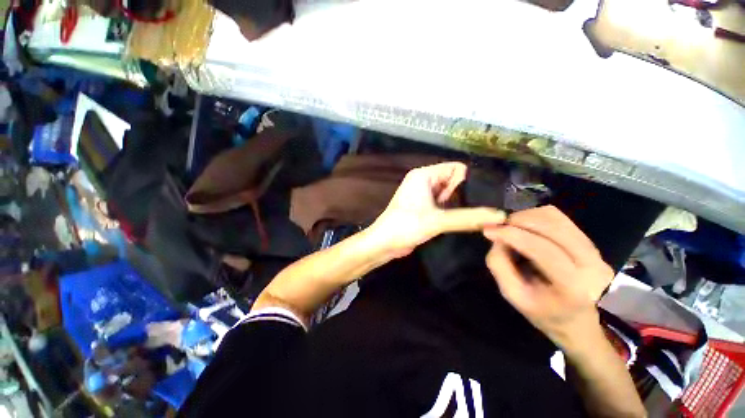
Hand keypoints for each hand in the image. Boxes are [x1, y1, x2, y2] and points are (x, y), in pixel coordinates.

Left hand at [365, 162, 506, 258]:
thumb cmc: (406, 226)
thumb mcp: (437, 220)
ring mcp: (423, 194)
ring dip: (459, 203)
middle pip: (453, 181)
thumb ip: (468, 217)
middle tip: (484, 209)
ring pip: (449, 193)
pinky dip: (452, 210)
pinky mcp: (423, 207)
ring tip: (477, 216)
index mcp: (423, 175)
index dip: (469, 181)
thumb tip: (501, 216)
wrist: (384, 243)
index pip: (455, 168)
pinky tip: (464, 220)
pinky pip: (443, 203)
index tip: (484, 197)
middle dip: (465, 193)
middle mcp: (423, 181)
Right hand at [483, 205, 613, 350]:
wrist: (579, 321)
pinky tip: (525, 227)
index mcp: (573, 287)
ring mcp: (594, 250)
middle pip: (552, 227)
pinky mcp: (589, 241)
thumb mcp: (513, 295)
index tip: (488, 230)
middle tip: (497, 227)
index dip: (513, 236)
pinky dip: (535, 216)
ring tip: (510, 227)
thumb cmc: (543, 313)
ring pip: (555, 217)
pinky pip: (559, 217)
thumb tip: (497, 237)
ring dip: (526, 216)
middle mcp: (591, 264)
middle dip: (518, 221)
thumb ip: (500, 265)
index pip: (543, 251)